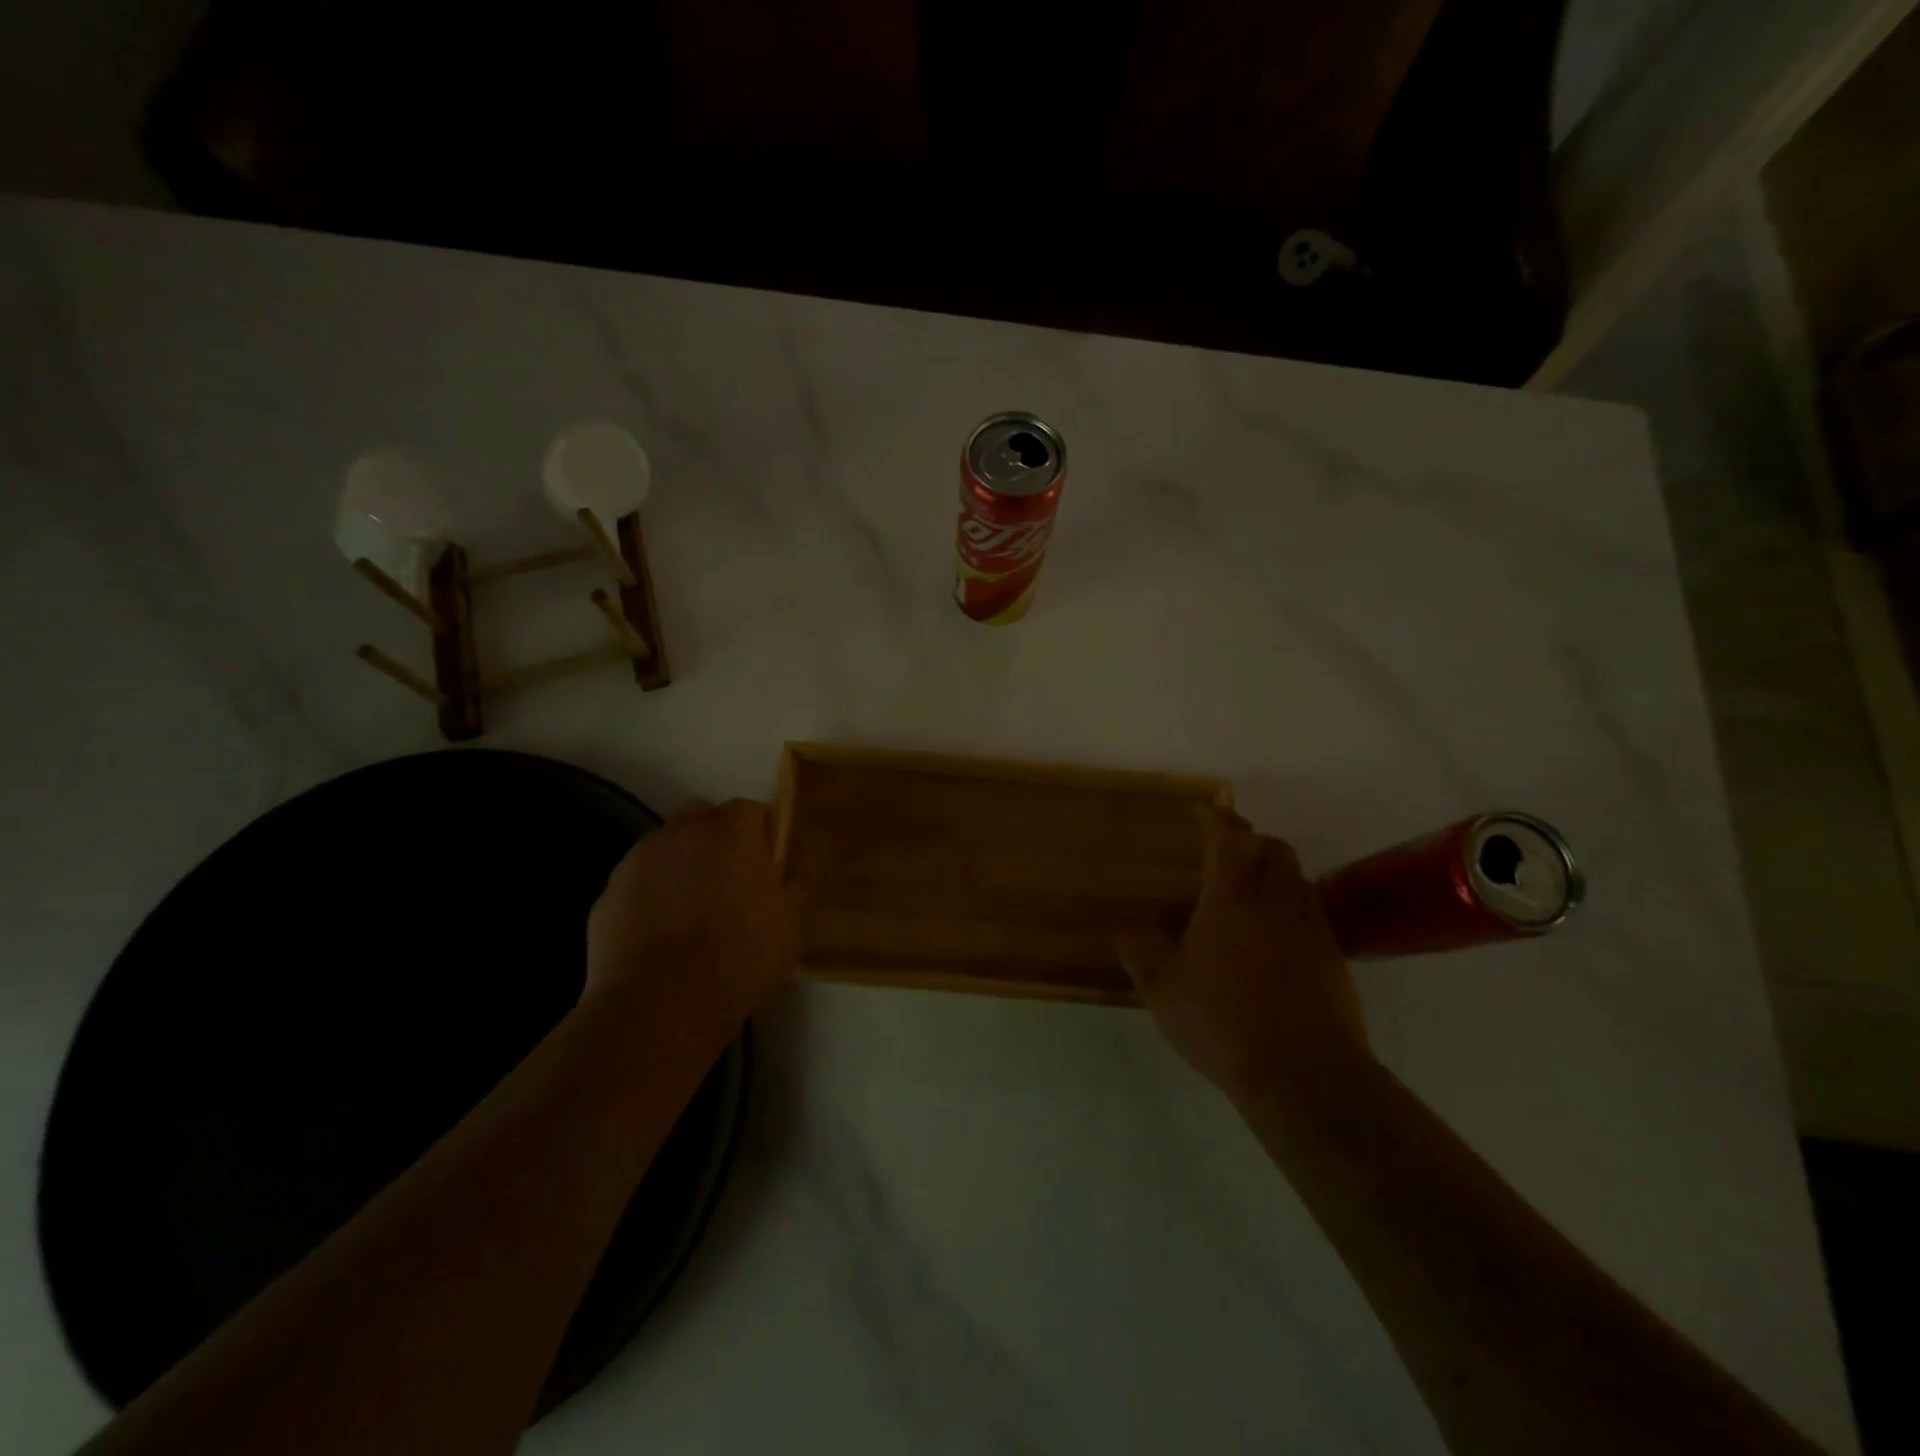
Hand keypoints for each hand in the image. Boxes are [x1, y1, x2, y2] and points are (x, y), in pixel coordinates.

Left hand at [586, 797, 793, 1028]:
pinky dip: (649, 895)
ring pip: (665, 847)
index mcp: (732, 833)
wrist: (659, 1005)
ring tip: (690, 910)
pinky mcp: (607, 894)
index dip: (760, 833)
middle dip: (715, 837)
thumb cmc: (739, 959)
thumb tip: (800, 867)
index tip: (766, 864)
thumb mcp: (792, 927)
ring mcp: (638, 861)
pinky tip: (659, 934)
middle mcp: (682, 833)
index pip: (749, 809)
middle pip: (701, 816)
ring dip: (680, 864)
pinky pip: (637, 882)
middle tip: (729, 879)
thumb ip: (798, 886)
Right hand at [1118, 806, 1373, 1108]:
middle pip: (1275, 849)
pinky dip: (1291, 911)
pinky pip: (1312, 917)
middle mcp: (1278, 902)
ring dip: (1275, 874)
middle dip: (1251, 840)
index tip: (1201, 810)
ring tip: (1249, 896)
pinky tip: (1272, 944)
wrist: (1306, 1077)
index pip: (1229, 837)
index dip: (1215, 817)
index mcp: (1233, 897)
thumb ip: (1140, 950)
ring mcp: (1313, 930)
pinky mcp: (1335, 962)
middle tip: (1226, 853)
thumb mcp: (1163, 988)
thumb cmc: (1224, 1021)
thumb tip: (1125, 927)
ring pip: (1298, 881)